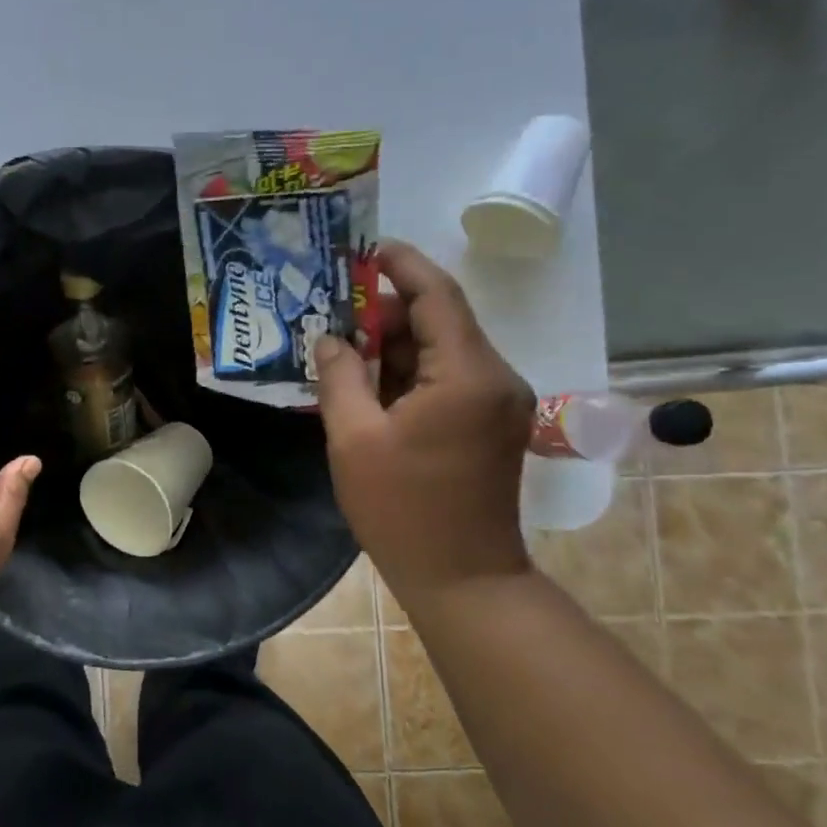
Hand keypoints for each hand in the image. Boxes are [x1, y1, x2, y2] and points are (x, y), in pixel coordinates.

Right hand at [313, 241, 534, 606]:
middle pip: (439, 321)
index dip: (401, 266)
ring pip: (440, 351)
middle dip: (385, 311)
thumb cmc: (403, 508)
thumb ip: (339, 377)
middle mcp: (494, 377)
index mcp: (466, 374)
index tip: (364, 249)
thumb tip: (329, 339)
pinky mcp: (488, 424)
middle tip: (330, 310)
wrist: (462, 577)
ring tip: (339, 345)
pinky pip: (445, 379)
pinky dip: (406, 372)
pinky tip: (365, 381)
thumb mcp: (354, 438)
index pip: (437, 296)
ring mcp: (496, 402)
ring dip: (392, 344)